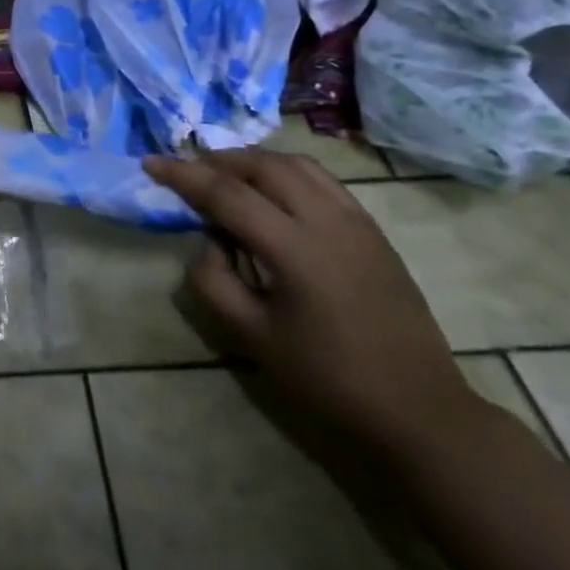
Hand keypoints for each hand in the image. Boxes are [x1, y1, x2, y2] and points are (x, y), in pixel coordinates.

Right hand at [143, 149, 477, 455]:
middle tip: (187, 170)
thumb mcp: (253, 338)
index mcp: (294, 249)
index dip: (183, 175)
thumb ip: (214, 282)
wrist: (418, 409)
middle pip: (263, 165)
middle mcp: (327, 220)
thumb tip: (207, 243)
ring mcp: (356, 221)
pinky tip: (274, 192)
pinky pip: (323, 180)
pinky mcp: (373, 230)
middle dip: (218, 160)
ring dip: (254, 160)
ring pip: (296, 164)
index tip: (150, 163)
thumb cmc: (329, 379)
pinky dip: (287, 172)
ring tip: (226, 174)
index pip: (226, 194)